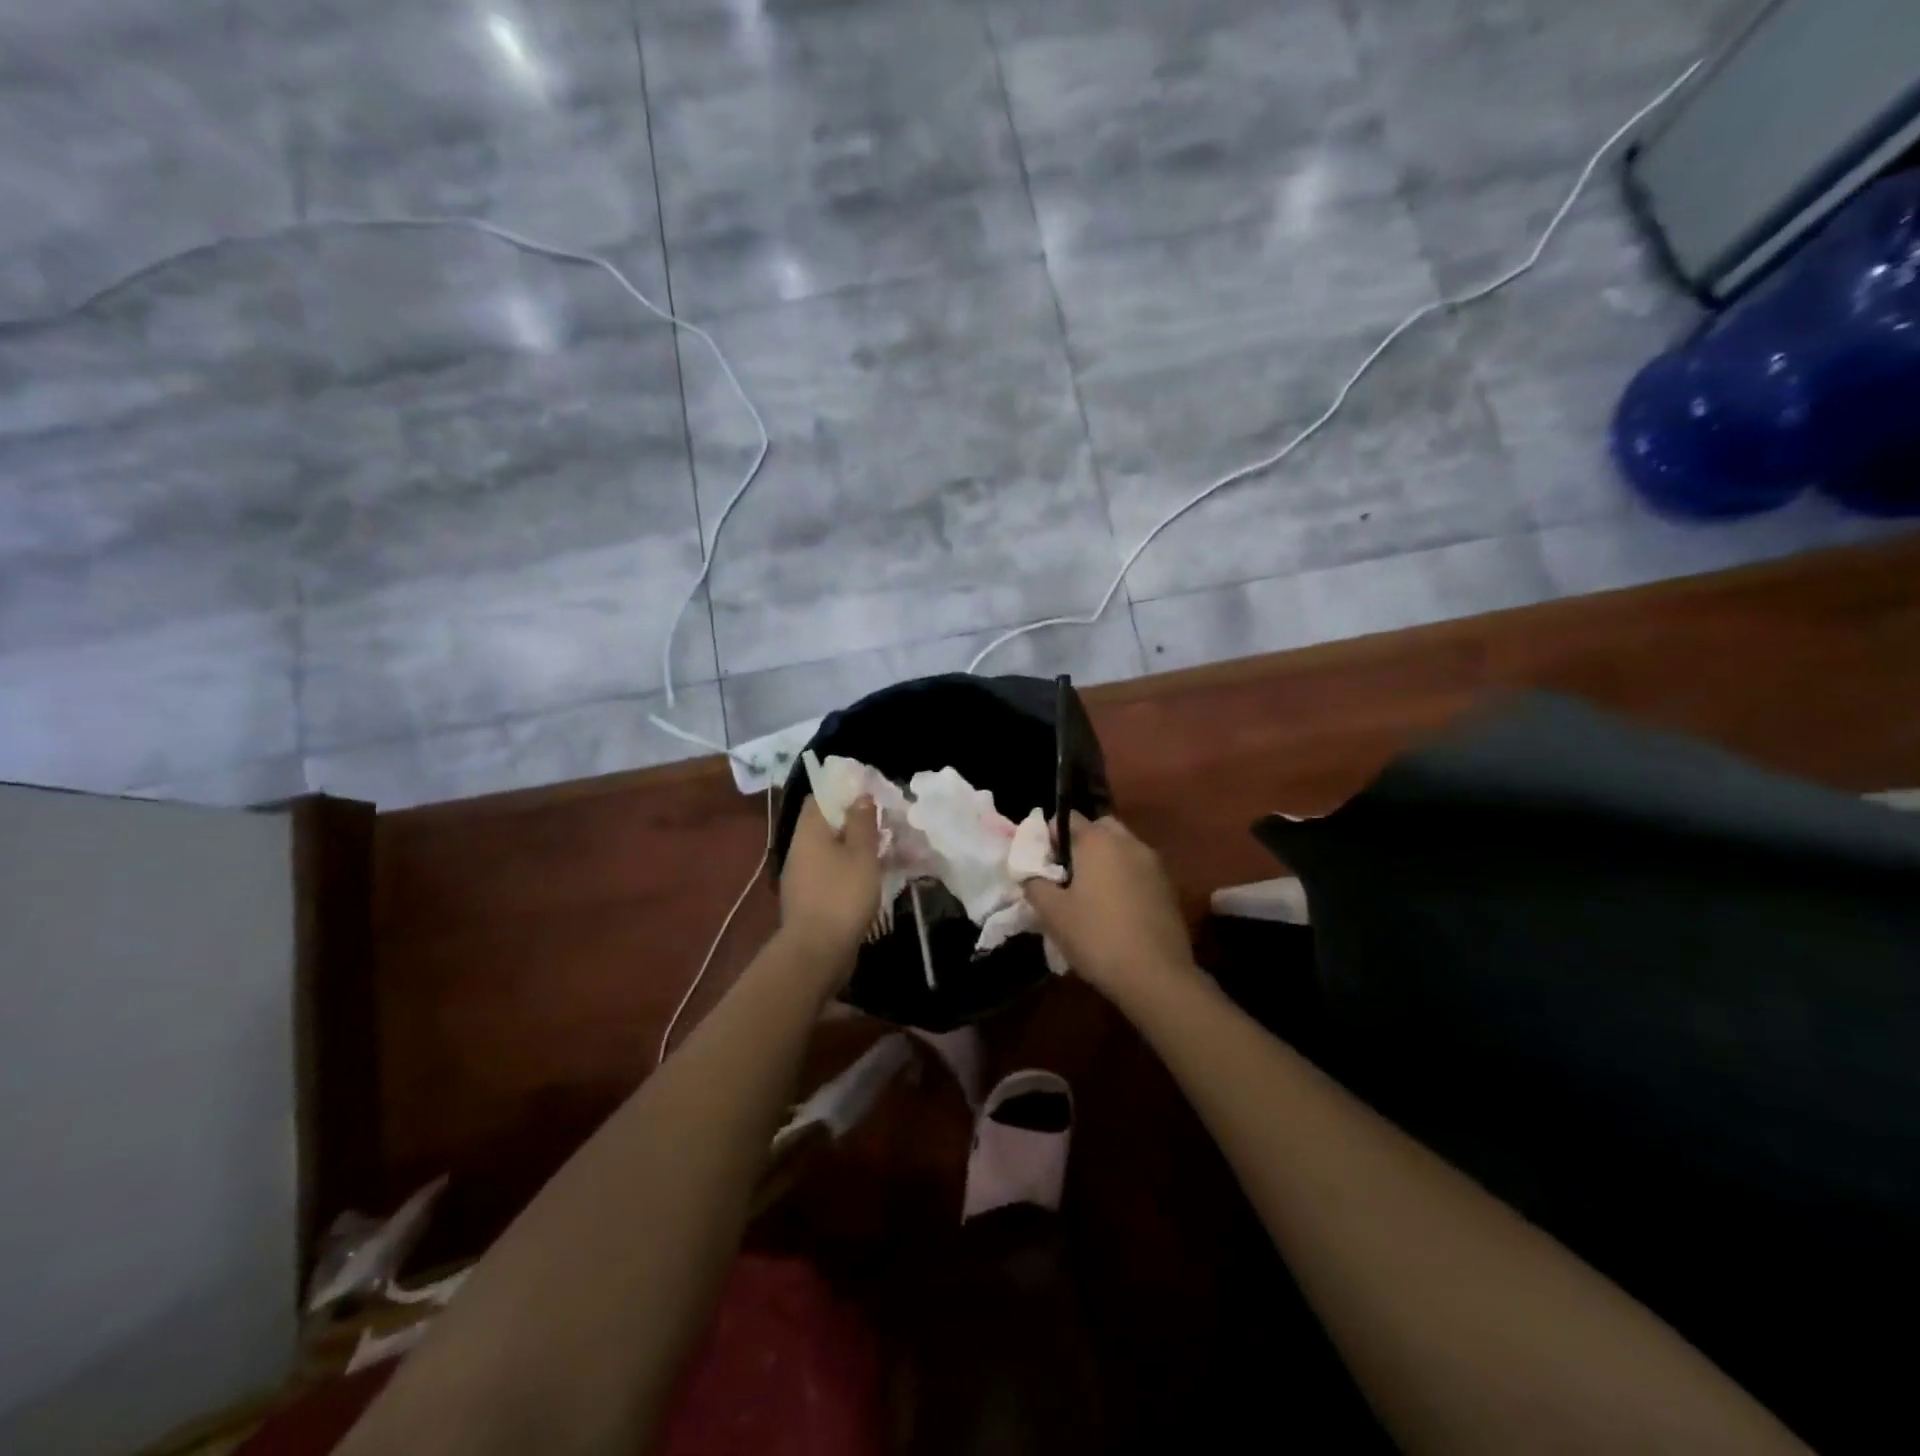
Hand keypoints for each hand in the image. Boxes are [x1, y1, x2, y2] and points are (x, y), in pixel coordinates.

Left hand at [778, 796, 881, 975]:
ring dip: (851, 847)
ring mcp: (801, 876)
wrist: (816, 952)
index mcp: (809, 832)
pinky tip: (868, 876)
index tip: (869, 791)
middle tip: (882, 820)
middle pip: (824, 824)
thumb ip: (862, 822)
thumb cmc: (842, 896)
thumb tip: (860, 795)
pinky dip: (847, 869)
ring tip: (882, 847)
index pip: (819, 797)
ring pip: (828, 850)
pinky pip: (829, 873)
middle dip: (852, 820)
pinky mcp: (809, 899)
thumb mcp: (861, 855)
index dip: (843, 790)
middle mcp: (799, 849)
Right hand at [1024, 814, 1196, 994]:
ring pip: (1122, 850)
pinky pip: (1139, 871)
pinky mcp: (1169, 888)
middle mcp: (1129, 842)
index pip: (1067, 818)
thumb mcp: (1051, 913)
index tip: (1043, 867)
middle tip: (1068, 878)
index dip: (1049, 838)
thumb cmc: (1096, 937)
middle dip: (1081, 845)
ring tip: (1092, 898)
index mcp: (1098, 841)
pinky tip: (1117, 912)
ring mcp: (1154, 864)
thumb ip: (1034, 883)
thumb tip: (1031, 873)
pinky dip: (1125, 880)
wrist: (1156, 976)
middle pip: (1099, 829)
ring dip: (1105, 862)